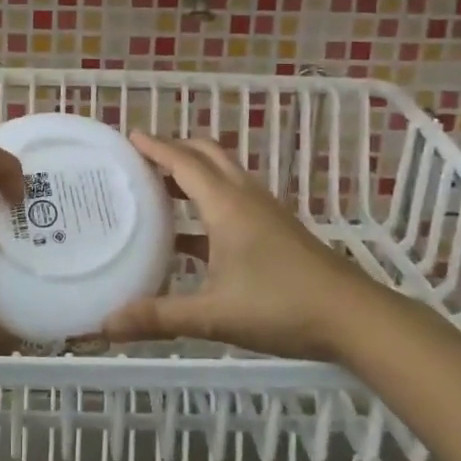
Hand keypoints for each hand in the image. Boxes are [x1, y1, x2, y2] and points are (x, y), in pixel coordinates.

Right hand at [99, 132, 381, 361]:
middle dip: (175, 149)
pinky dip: (209, 198)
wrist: (353, 318)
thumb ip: (159, 317)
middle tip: (141, 158)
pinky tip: (191, 235)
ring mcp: (265, 212)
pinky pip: (234, 198)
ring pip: (223, 174)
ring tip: (160, 187)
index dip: (155, 147)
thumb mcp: (214, 315)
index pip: (183, 162)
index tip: (129, 135)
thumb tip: (106, 325)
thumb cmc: (281, 306)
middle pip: (207, 155)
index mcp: (226, 205)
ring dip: (193, 171)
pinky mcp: (276, 229)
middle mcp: (245, 197)